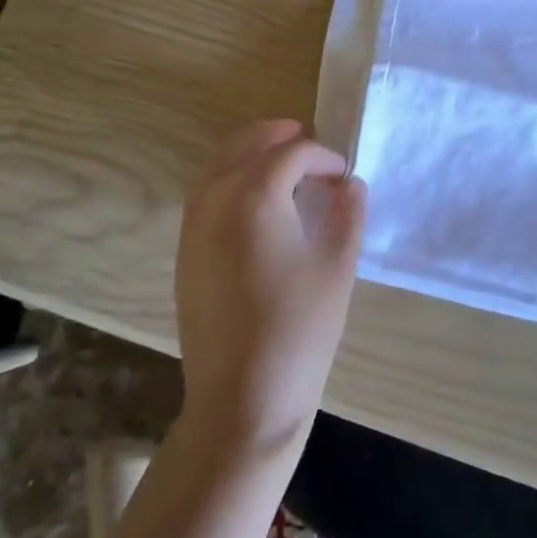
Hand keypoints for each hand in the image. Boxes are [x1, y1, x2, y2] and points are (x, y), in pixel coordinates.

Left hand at [175, 120, 367, 455]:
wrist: (241, 400)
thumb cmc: (299, 331)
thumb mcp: (337, 267)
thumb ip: (348, 214)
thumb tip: (351, 185)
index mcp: (254, 194)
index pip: (292, 154)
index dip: (323, 157)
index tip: (344, 176)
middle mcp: (215, 197)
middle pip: (245, 143)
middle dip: (278, 136)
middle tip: (309, 145)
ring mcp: (193, 223)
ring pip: (219, 163)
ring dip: (251, 153)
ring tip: (284, 165)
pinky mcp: (185, 249)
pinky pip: (206, 191)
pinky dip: (230, 177)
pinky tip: (256, 201)